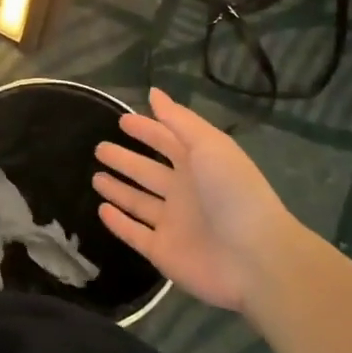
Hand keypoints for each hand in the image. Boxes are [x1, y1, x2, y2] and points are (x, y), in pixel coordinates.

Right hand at [92, 88, 309, 311]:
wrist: (256, 259)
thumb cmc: (233, 193)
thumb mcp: (209, 145)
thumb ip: (179, 121)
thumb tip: (153, 93)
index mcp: (198, 165)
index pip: (166, 141)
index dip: (146, 130)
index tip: (122, 120)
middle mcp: (184, 192)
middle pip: (148, 172)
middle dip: (125, 159)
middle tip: (99, 148)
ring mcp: (172, 224)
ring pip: (138, 202)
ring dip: (118, 190)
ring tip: (96, 178)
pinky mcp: (162, 251)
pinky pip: (134, 234)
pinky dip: (118, 223)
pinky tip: (101, 210)